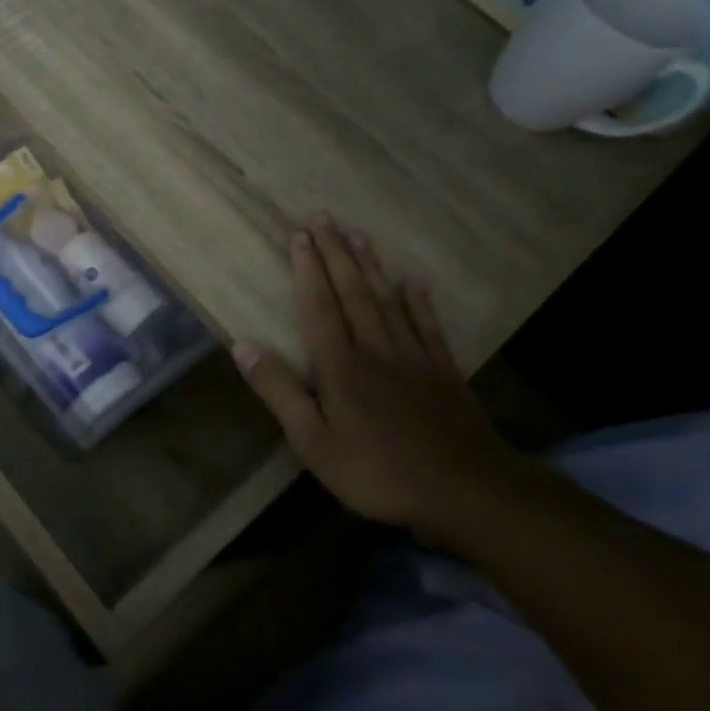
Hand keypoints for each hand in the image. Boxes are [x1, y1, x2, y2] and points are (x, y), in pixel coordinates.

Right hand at [232, 218, 526, 541]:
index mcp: (341, 367)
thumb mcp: (314, 443)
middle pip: (352, 293)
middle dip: (336, 253)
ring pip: (387, 301)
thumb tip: (242, 346)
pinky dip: (419, 302)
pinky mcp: (444, 372)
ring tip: (358, 235)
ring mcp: (414, 358)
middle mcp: (376, 350)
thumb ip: (280, 392)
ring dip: (370, 267)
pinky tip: (413, 282)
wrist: (468, 492)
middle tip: (324, 218)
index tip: (300, 236)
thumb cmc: (378, 472)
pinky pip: (428, 326)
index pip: (318, 308)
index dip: (307, 271)